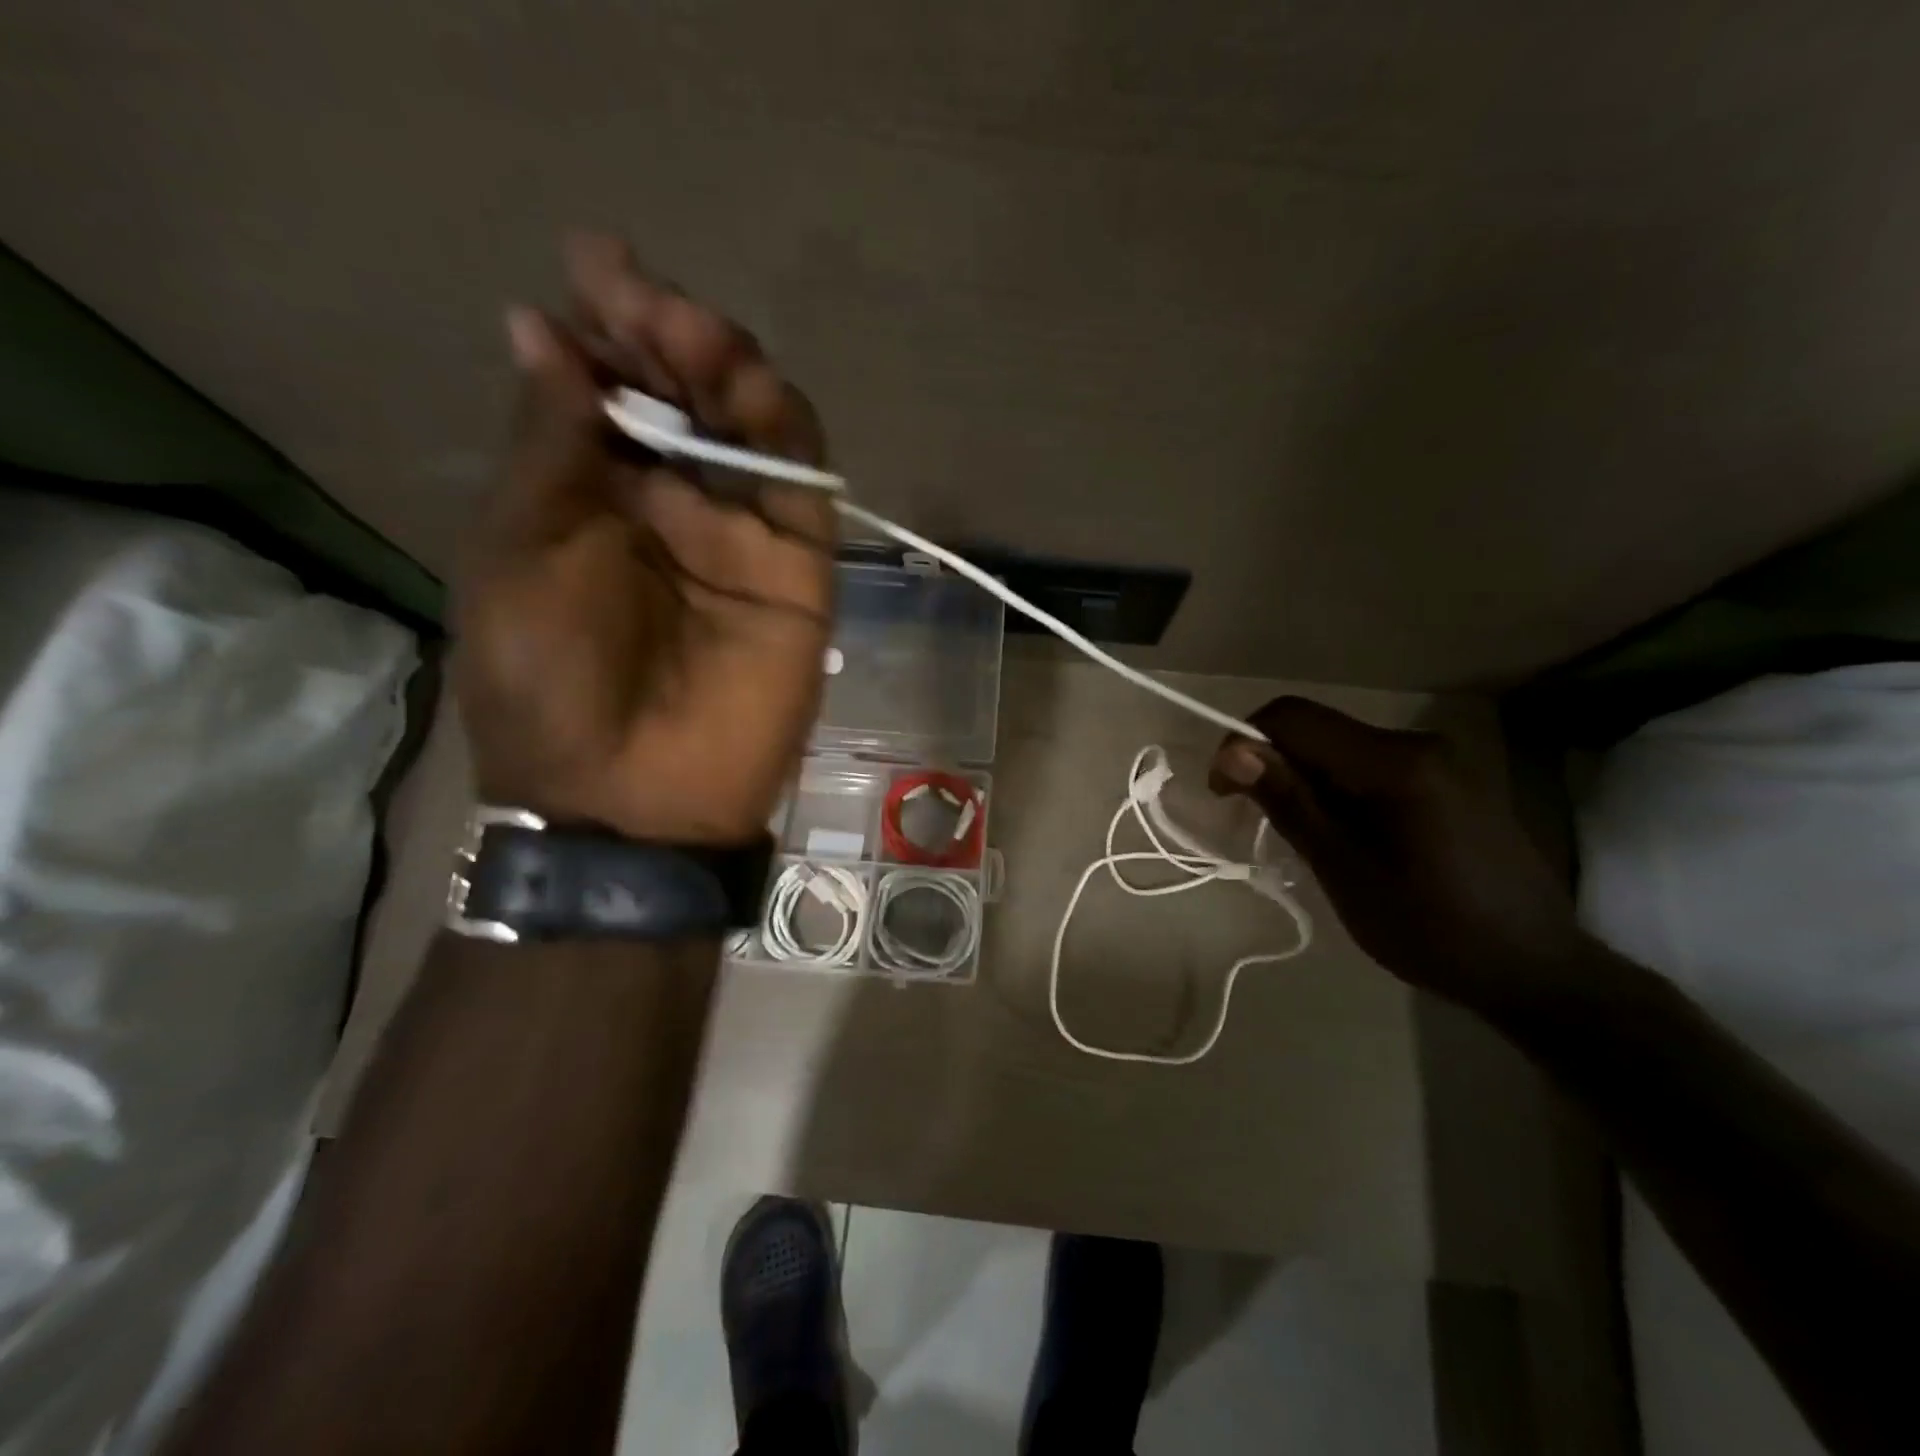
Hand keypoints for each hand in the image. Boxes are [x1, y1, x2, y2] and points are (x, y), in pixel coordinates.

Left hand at [454, 233, 833, 843]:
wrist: (636, 796)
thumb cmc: (551, 681)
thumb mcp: (522, 547)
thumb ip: (551, 443)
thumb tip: (543, 328)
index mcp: (593, 498)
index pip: (611, 391)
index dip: (606, 327)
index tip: (595, 268)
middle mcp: (672, 506)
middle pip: (687, 397)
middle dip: (665, 334)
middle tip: (641, 295)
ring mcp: (742, 537)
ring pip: (751, 428)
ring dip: (725, 367)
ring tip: (689, 330)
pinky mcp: (799, 570)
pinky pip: (801, 485)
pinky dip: (782, 429)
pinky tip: (751, 387)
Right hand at [1210, 698, 1586, 1011]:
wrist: (1537, 970)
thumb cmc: (1431, 928)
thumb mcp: (1345, 870)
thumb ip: (1290, 802)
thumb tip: (1234, 751)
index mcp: (1394, 762)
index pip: (1293, 718)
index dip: (1243, 743)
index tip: (1223, 794)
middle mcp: (1417, 743)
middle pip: (1317, 730)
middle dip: (1273, 765)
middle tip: (1256, 821)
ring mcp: (1439, 760)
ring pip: (1341, 749)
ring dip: (1304, 780)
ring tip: (1300, 838)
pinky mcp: (1447, 782)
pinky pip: (1370, 767)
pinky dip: (1337, 790)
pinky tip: (1342, 836)